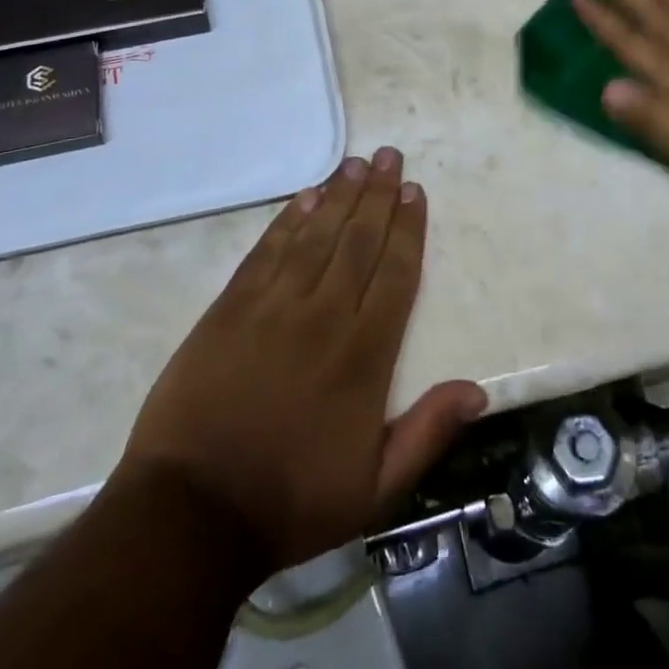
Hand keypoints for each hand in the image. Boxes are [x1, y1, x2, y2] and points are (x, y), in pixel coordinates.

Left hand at [117, 147, 485, 572]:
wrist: (191, 512)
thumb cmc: (290, 501)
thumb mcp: (375, 490)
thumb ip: (427, 434)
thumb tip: (477, 390)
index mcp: (364, 356)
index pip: (395, 274)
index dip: (408, 229)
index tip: (416, 192)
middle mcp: (324, 317)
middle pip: (359, 242)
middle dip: (379, 195)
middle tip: (390, 156)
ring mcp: (273, 307)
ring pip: (316, 236)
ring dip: (339, 196)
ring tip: (357, 163)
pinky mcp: (231, 307)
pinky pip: (267, 251)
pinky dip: (289, 220)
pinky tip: (305, 197)